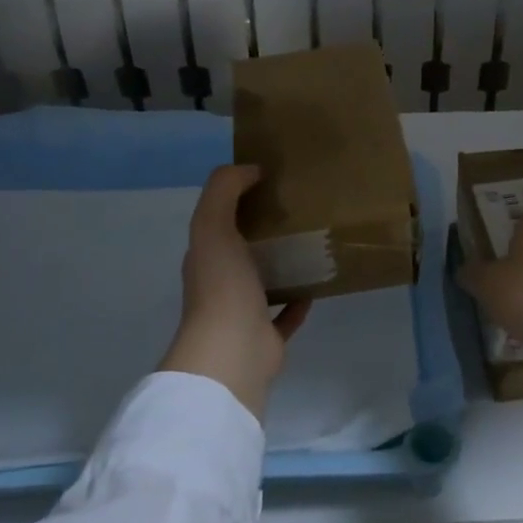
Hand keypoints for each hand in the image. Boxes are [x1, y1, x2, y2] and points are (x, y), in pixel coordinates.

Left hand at [160, 165, 310, 419]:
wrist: (232, 352)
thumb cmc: (222, 285)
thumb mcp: (213, 225)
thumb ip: (224, 190)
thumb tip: (251, 169)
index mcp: (205, 256)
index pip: (218, 222)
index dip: (238, 199)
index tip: (270, 181)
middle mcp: (220, 283)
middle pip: (242, 250)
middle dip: (263, 231)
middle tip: (297, 209)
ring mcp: (243, 312)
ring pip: (264, 281)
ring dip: (282, 265)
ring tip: (312, 243)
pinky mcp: (267, 336)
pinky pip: (286, 314)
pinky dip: (299, 300)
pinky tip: (318, 284)